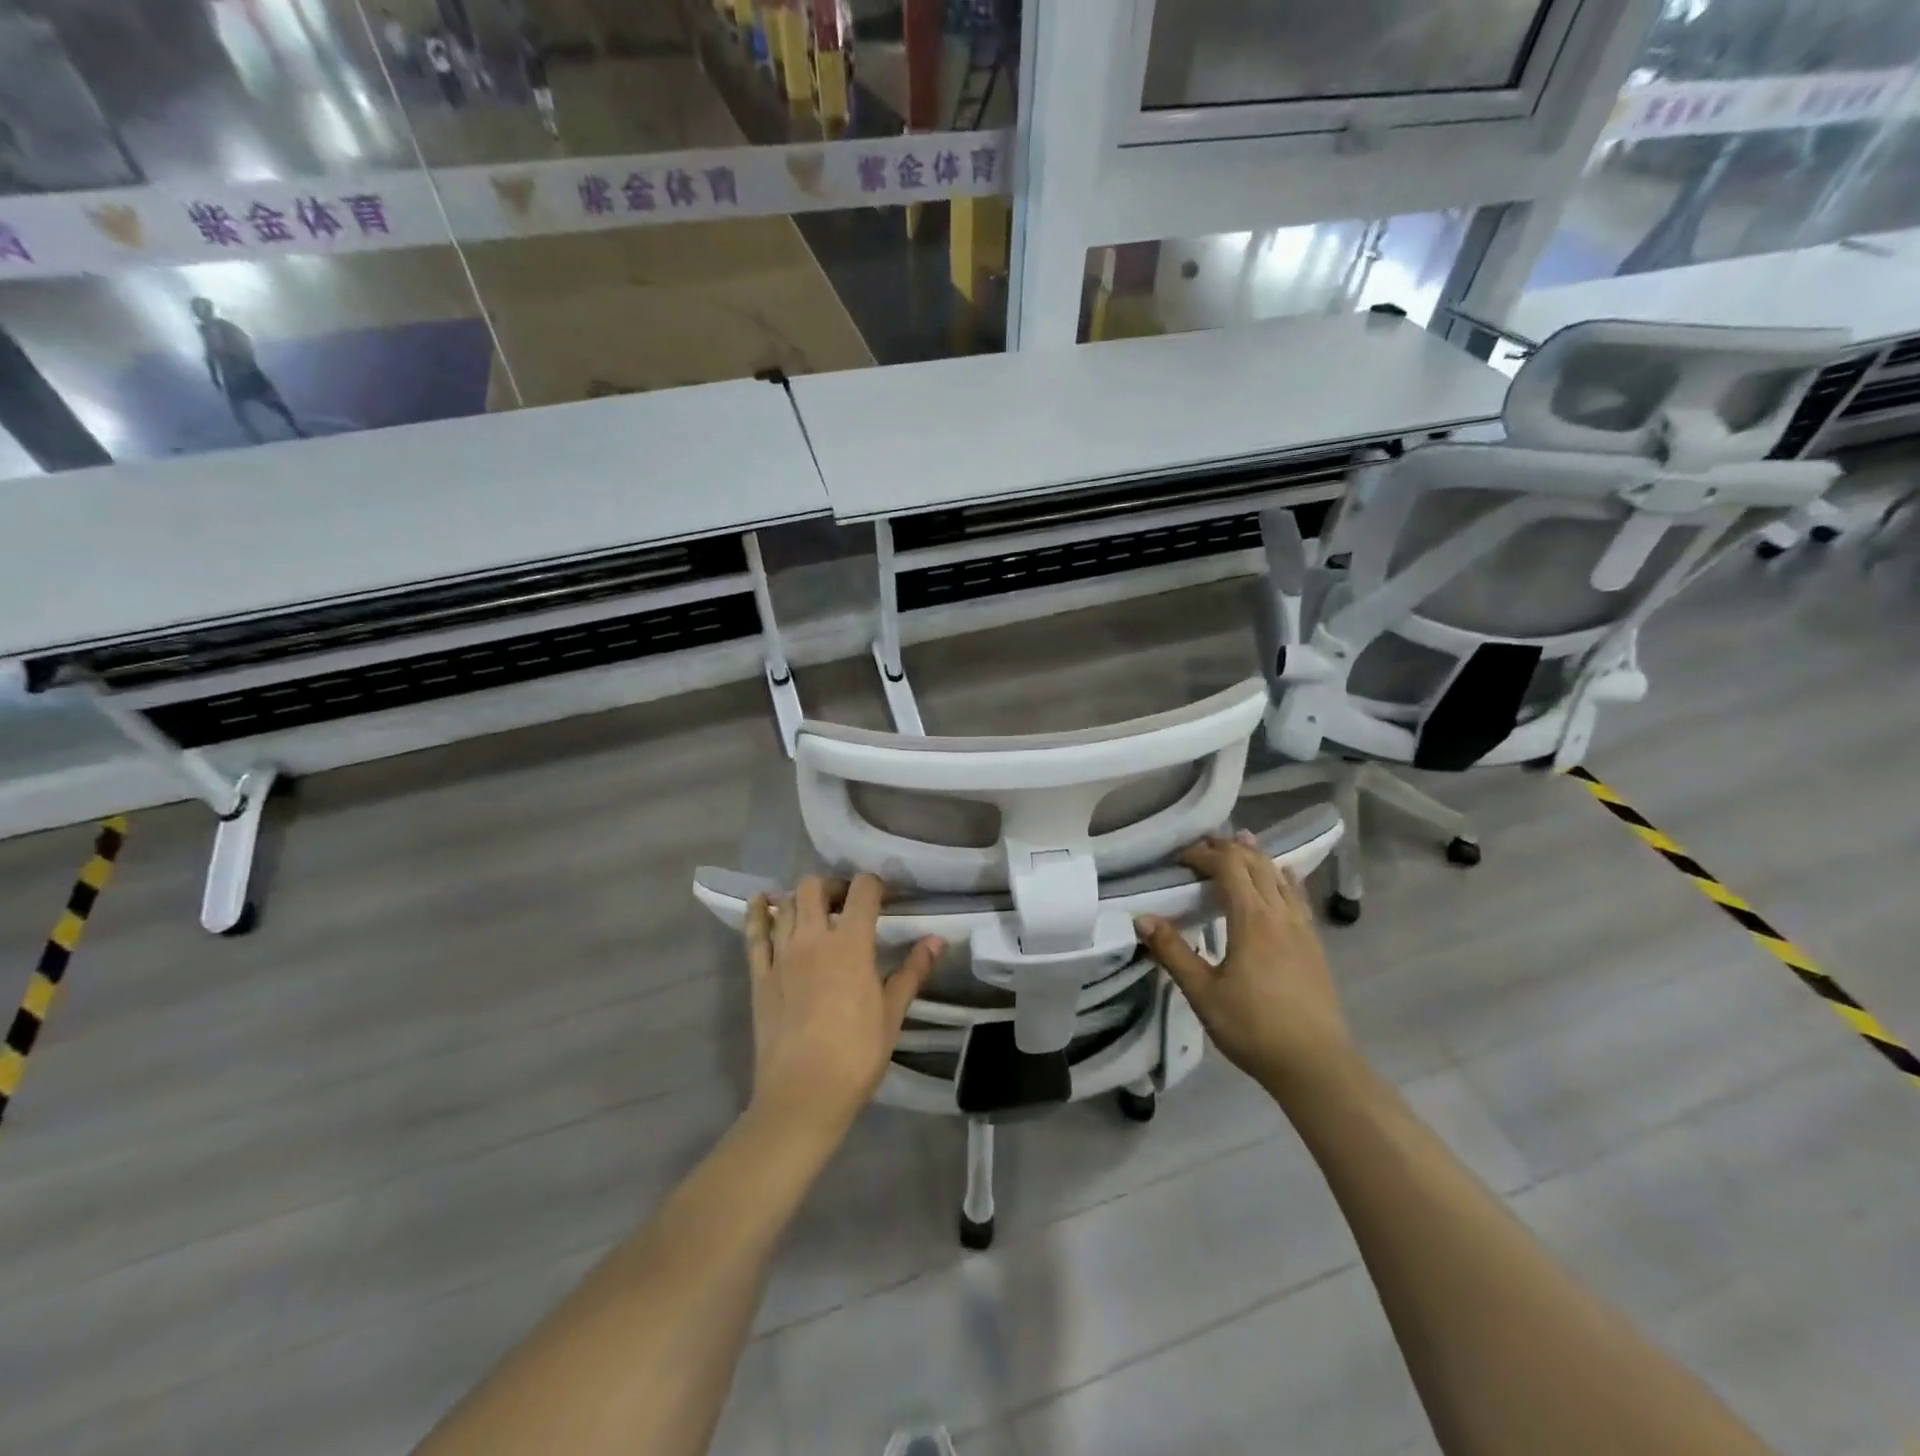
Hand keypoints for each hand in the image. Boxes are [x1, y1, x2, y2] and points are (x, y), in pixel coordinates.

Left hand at [744, 874, 942, 1137]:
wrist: (803, 1095)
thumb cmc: (856, 1055)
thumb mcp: (892, 1013)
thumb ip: (913, 971)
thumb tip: (937, 940)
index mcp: (851, 944)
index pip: (863, 890)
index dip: (875, 885)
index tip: (885, 897)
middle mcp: (813, 938)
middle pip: (815, 886)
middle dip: (833, 886)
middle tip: (846, 905)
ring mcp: (781, 954)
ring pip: (786, 903)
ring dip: (801, 898)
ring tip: (814, 911)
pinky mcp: (759, 975)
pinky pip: (754, 933)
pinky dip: (759, 912)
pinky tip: (762, 902)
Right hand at [1135, 831, 1355, 1095]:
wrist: (1316, 1065)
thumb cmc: (1253, 1028)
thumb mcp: (1203, 993)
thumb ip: (1173, 952)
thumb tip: (1142, 918)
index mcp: (1252, 920)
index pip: (1229, 867)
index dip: (1204, 854)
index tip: (1180, 858)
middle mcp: (1280, 914)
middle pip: (1257, 864)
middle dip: (1229, 848)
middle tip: (1204, 845)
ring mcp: (1302, 929)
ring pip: (1280, 876)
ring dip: (1258, 857)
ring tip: (1241, 844)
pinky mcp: (1314, 945)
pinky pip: (1298, 896)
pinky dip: (1283, 877)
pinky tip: (1284, 878)